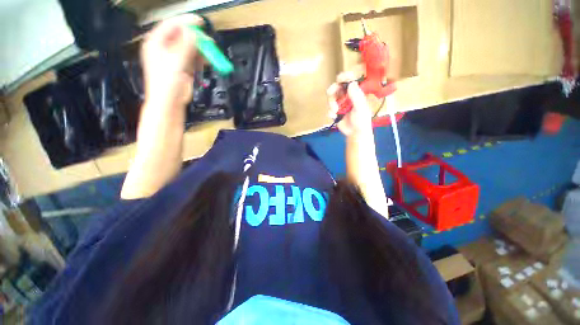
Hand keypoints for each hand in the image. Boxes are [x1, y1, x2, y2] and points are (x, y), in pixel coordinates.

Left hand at [141, 14, 201, 108]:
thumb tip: (194, 34)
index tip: (199, 23)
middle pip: (182, 37)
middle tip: (208, 41)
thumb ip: (185, 46)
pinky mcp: (184, 68)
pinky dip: (201, 59)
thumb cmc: (166, 83)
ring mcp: (175, 58)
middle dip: (196, 38)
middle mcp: (165, 48)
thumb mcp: (175, 61)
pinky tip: (208, 59)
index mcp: (156, 43)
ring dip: (201, 49)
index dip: (185, 22)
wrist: (170, 102)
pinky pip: (194, 59)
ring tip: (211, 52)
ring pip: (190, 48)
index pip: (171, 26)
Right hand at [327, 72, 372, 136]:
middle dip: (333, 90)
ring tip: (335, 110)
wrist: (355, 133)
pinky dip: (330, 112)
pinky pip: (329, 108)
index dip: (345, 77)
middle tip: (331, 93)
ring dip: (331, 103)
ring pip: (331, 97)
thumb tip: (351, 83)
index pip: (350, 80)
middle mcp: (347, 96)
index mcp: (356, 93)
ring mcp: (340, 104)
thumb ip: (356, 96)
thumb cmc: (362, 120)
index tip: (340, 78)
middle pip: (337, 87)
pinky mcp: (335, 111)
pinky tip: (334, 116)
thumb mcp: (361, 108)